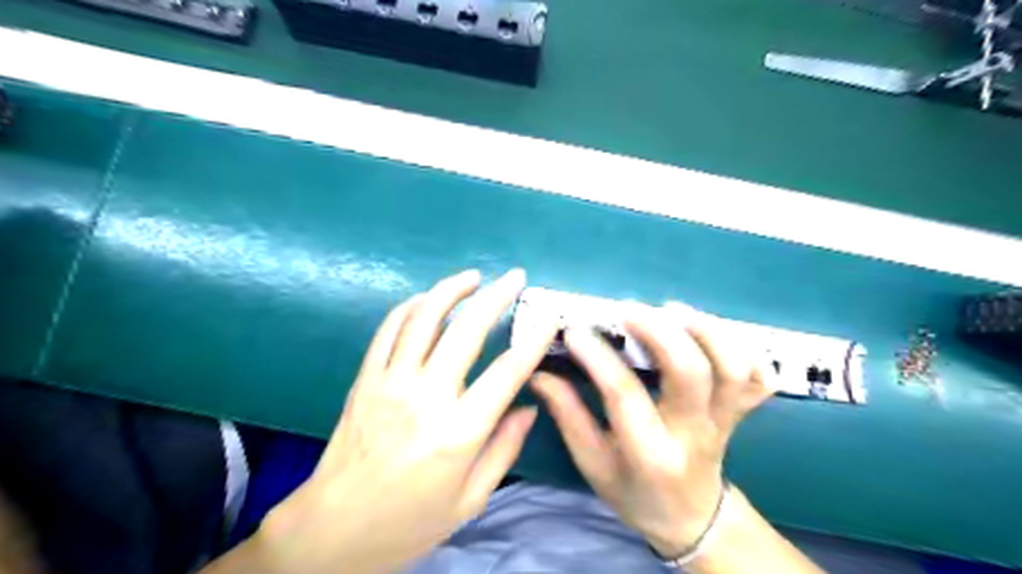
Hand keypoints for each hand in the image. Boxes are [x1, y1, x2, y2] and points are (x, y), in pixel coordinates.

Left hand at [256, 268, 556, 573]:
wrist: (334, 529)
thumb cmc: (409, 520)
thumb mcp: (470, 499)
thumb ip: (504, 449)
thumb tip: (528, 406)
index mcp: (458, 432)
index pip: (507, 372)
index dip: (533, 340)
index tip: (549, 317)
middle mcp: (425, 397)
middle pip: (467, 331)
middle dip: (496, 296)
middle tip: (514, 277)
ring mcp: (390, 382)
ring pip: (423, 319)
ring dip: (451, 290)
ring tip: (473, 277)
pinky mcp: (365, 379)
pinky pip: (389, 330)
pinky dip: (410, 307)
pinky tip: (426, 300)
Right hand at [531, 304, 769, 560]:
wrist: (691, 517)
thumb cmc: (633, 491)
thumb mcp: (591, 463)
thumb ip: (567, 415)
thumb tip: (538, 372)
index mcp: (650, 453)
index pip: (624, 395)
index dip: (598, 357)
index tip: (574, 330)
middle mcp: (693, 433)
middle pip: (691, 373)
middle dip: (659, 331)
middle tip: (626, 309)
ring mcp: (725, 420)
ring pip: (733, 369)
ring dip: (705, 329)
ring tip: (671, 310)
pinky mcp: (741, 411)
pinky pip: (758, 376)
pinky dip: (742, 346)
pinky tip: (710, 331)